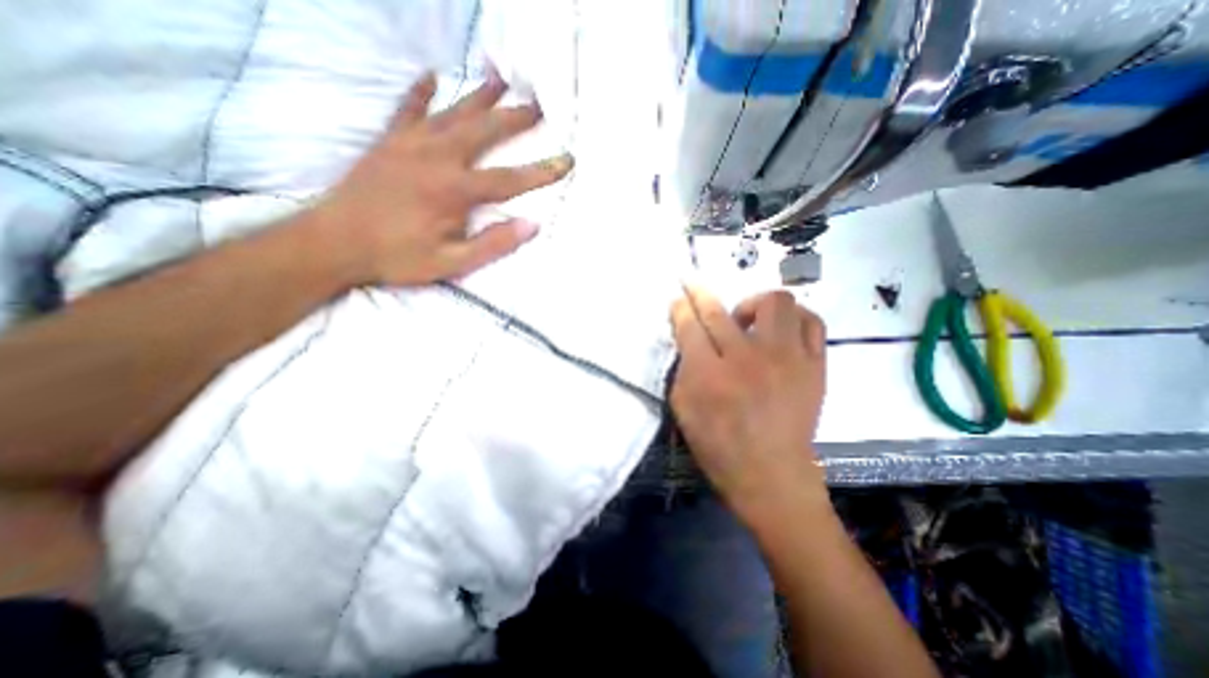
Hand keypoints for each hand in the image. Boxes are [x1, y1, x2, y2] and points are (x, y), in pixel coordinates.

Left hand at [310, 73, 574, 285]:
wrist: (333, 243)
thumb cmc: (397, 257)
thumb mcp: (453, 262)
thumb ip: (494, 243)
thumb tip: (532, 225)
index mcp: (455, 190)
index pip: (510, 178)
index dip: (541, 171)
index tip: (566, 161)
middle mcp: (437, 157)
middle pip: (484, 132)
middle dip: (514, 118)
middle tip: (538, 104)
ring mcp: (410, 144)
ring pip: (453, 113)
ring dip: (479, 97)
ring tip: (500, 78)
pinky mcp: (388, 142)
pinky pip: (407, 109)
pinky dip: (420, 92)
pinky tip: (431, 75)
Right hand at [670, 285, 832, 528]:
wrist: (772, 475)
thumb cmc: (719, 446)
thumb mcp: (684, 409)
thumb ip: (683, 369)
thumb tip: (689, 338)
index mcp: (709, 375)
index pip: (690, 326)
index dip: (681, 307)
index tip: (678, 296)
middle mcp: (747, 359)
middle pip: (720, 311)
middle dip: (700, 292)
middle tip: (694, 286)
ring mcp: (787, 359)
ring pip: (775, 303)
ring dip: (754, 304)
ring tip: (747, 322)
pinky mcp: (815, 365)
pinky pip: (811, 322)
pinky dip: (793, 319)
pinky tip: (780, 332)